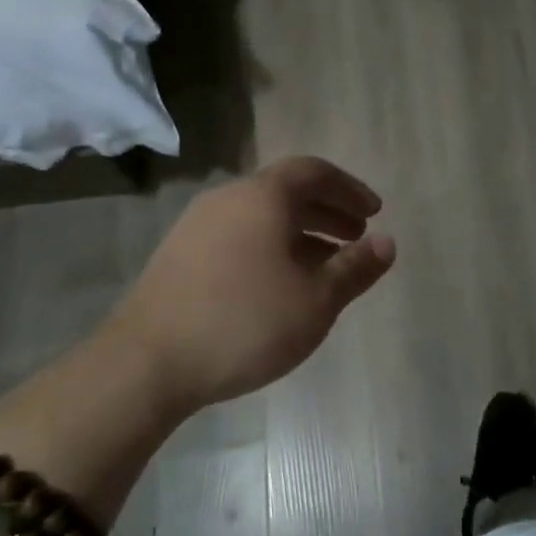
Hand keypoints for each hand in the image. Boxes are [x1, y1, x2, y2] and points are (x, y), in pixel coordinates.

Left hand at [105, 156, 395, 416]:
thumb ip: (355, 268)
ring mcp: (197, 226)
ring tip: (326, 265)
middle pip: (287, 192)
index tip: (374, 213)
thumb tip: (388, 243)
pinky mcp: (180, 255)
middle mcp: (228, 199)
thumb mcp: (316, 300)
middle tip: (357, 237)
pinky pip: (239, 236)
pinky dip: (271, 247)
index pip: (314, 171)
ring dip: (301, 232)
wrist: (147, 363)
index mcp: (262, 197)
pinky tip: (280, 284)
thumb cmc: (245, 323)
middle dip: (328, 211)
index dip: (349, 189)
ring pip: (262, 216)